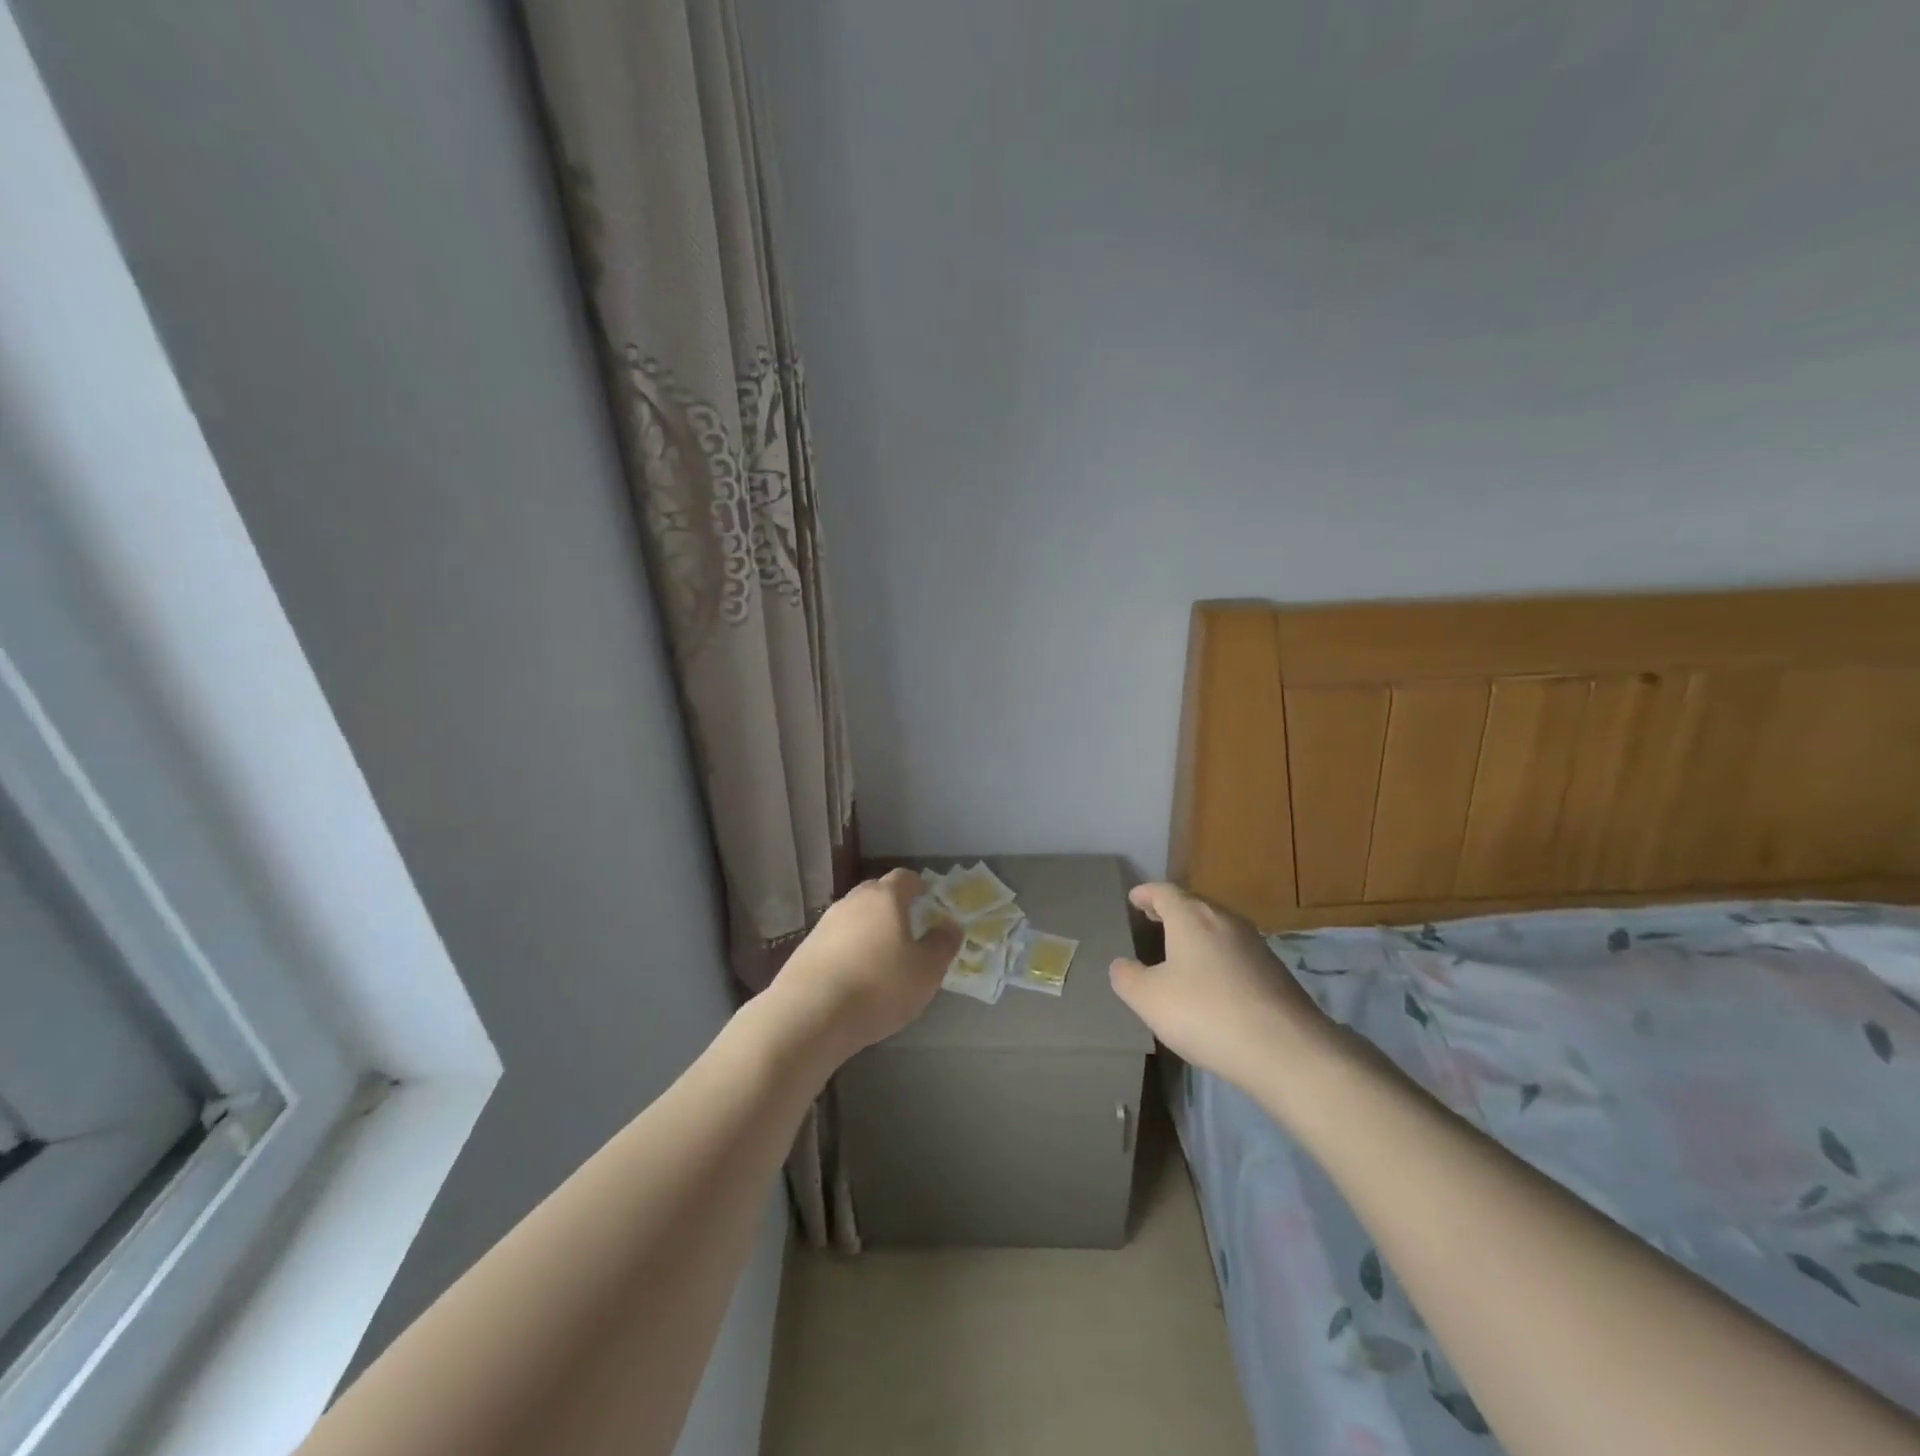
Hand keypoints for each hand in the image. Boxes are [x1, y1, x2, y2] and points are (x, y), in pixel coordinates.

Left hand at [769, 869, 962, 1066]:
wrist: (810, 1014)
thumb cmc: (879, 986)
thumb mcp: (926, 971)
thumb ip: (942, 944)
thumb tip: (950, 926)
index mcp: (884, 898)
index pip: (903, 877)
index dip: (917, 885)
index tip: (925, 896)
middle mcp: (852, 902)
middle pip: (875, 893)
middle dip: (892, 905)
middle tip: (906, 925)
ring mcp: (824, 924)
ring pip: (853, 917)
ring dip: (868, 929)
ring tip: (881, 954)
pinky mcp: (806, 949)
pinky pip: (836, 940)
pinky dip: (848, 949)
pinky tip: (855, 975)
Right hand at [1109, 882, 1327, 1091]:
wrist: (1286, 1050)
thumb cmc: (1206, 1013)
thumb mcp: (1149, 999)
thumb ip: (1127, 977)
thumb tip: (1122, 965)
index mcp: (1191, 917)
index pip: (1164, 892)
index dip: (1146, 893)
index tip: (1134, 898)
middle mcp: (1225, 920)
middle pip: (1194, 905)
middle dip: (1171, 911)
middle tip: (1152, 920)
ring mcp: (1255, 945)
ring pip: (1217, 928)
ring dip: (1196, 935)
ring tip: (1179, 952)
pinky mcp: (1275, 972)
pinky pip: (1235, 953)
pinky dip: (1217, 957)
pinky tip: (1212, 983)